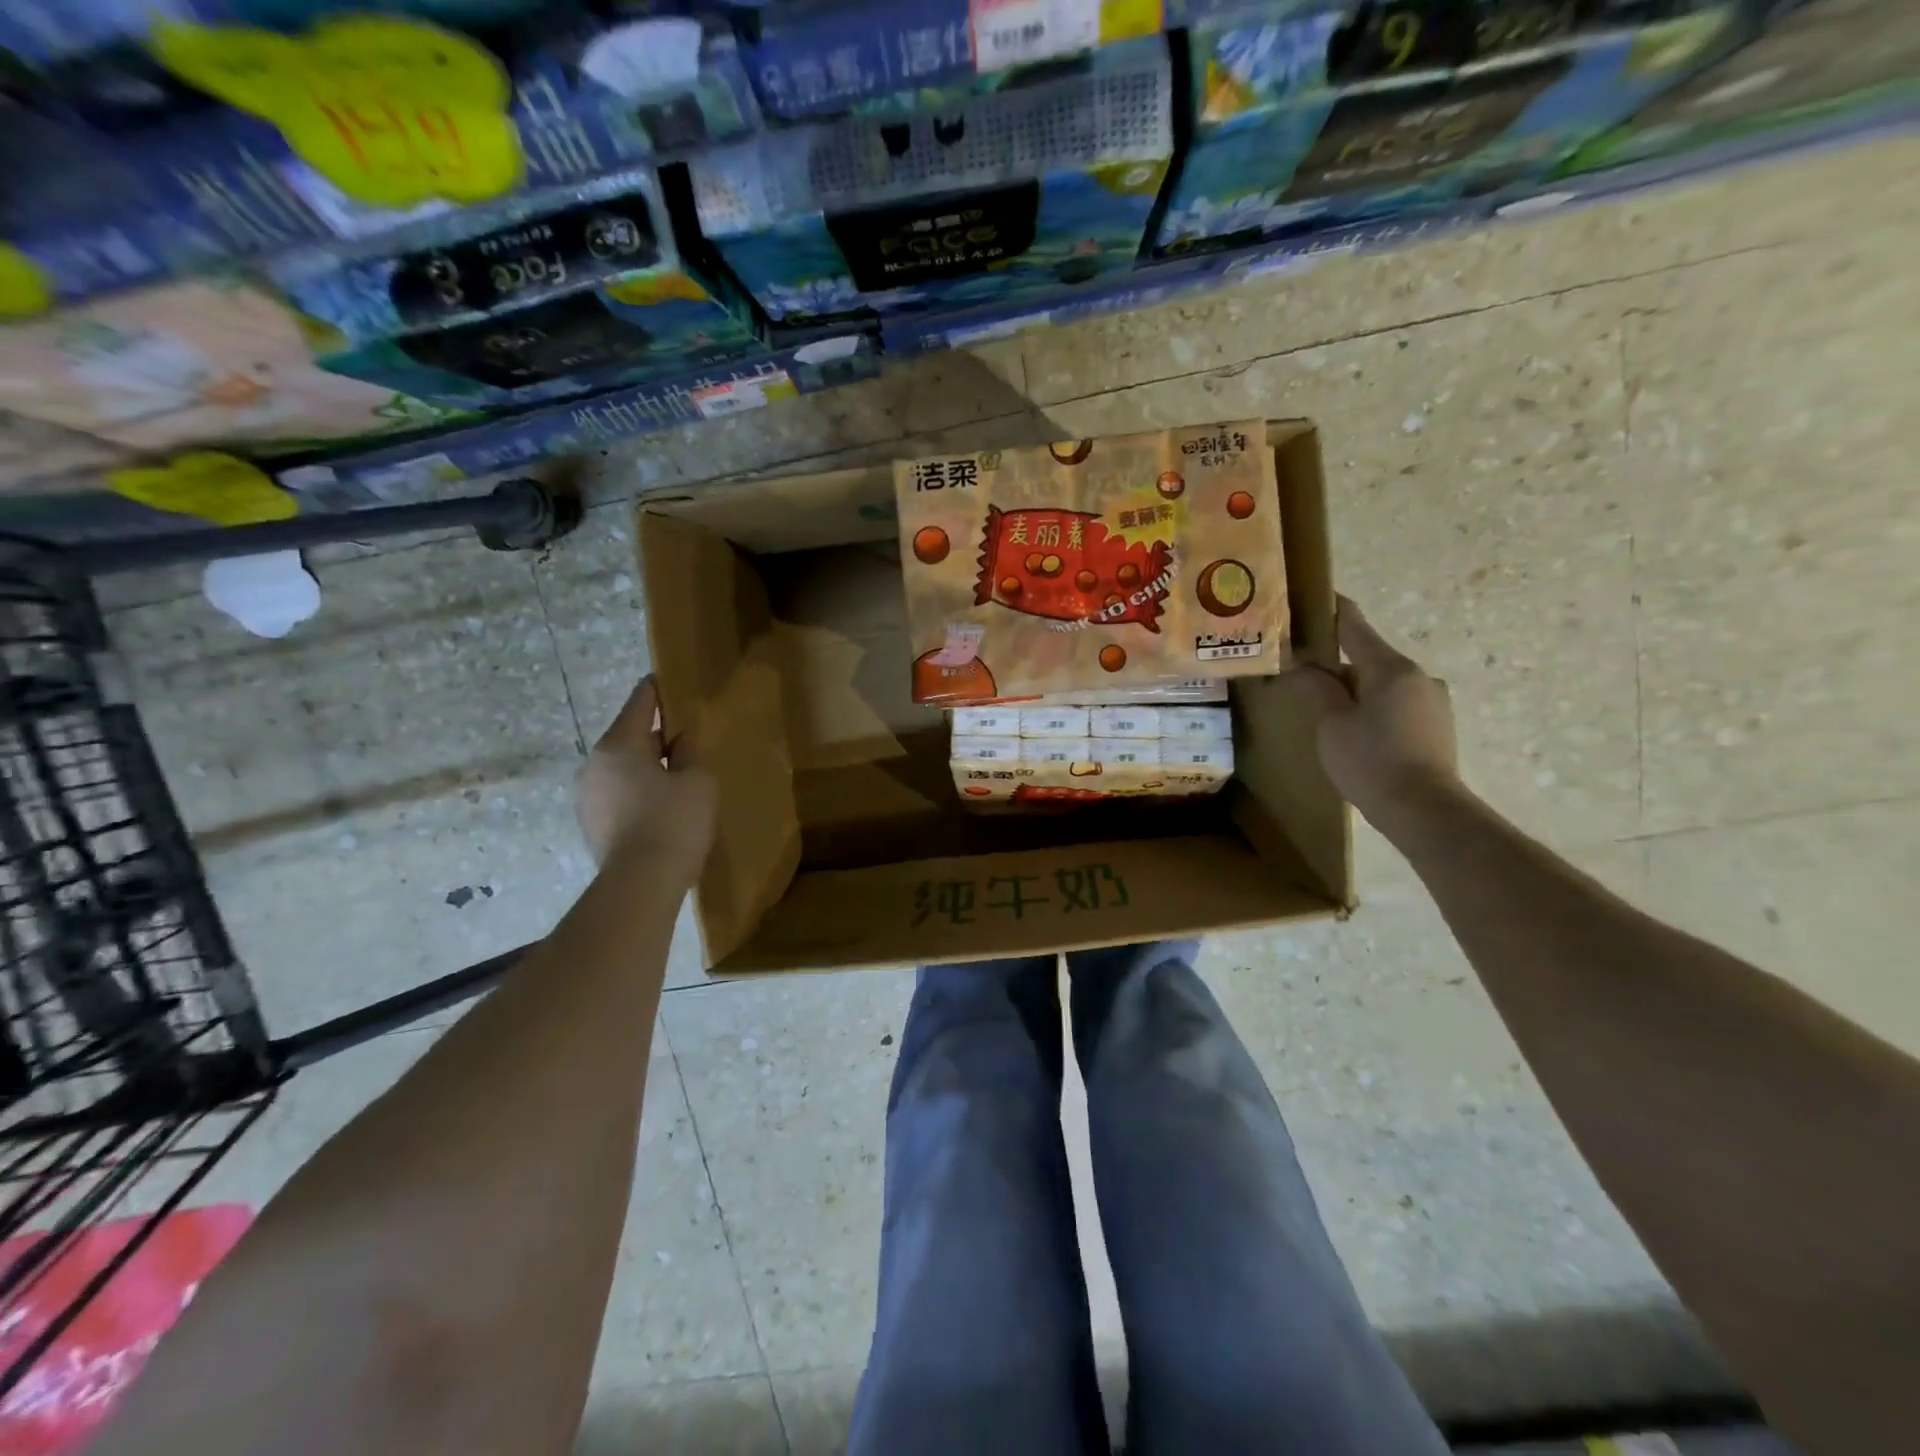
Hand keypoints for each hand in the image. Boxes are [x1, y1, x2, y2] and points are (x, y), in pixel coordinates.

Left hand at [577, 676, 717, 874]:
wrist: (641, 885)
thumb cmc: (674, 822)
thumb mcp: (698, 780)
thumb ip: (689, 753)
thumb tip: (679, 743)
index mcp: (619, 745)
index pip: (640, 703)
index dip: (658, 690)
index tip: (669, 680)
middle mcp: (594, 765)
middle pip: (630, 737)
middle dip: (656, 735)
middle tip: (688, 737)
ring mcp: (587, 797)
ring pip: (623, 769)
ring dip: (647, 767)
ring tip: (678, 776)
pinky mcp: (591, 825)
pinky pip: (619, 795)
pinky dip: (639, 793)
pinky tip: (663, 807)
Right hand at [1282, 597, 1462, 833]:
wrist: (1424, 810)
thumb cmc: (1371, 761)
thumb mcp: (1332, 723)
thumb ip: (1317, 688)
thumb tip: (1303, 665)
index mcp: (1390, 668)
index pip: (1355, 626)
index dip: (1333, 610)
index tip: (1314, 597)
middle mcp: (1418, 676)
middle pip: (1368, 658)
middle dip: (1337, 663)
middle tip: (1303, 673)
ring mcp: (1433, 701)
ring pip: (1382, 684)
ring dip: (1356, 690)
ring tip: (1327, 712)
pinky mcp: (1437, 726)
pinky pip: (1396, 705)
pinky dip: (1373, 708)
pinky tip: (1356, 733)